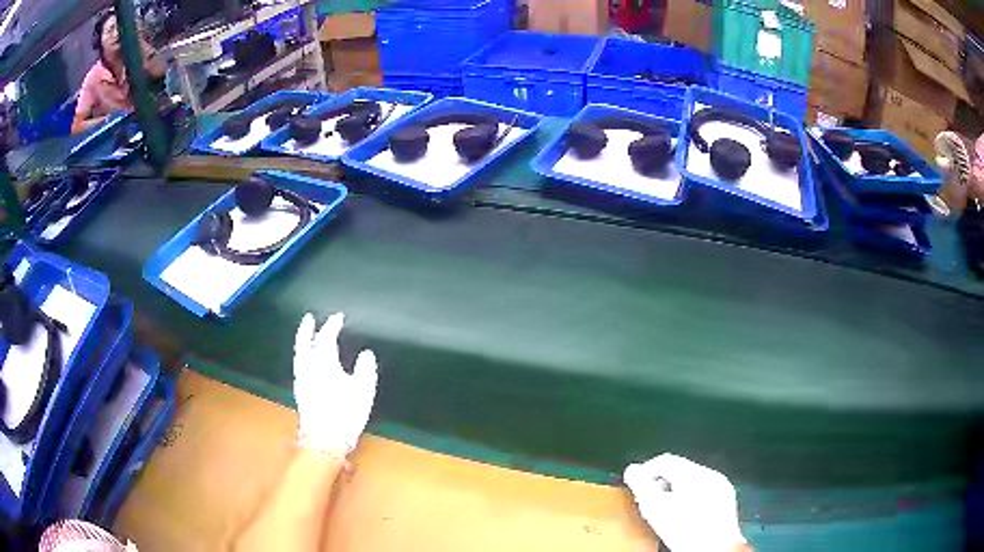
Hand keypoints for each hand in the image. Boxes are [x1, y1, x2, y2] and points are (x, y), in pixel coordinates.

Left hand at [293, 313, 377, 455]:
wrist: (324, 439)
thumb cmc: (346, 413)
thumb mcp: (363, 390)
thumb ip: (365, 368)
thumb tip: (366, 354)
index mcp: (324, 362)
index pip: (326, 337)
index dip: (332, 325)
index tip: (338, 318)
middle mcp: (309, 367)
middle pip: (304, 342)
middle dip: (307, 329)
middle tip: (309, 319)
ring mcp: (301, 379)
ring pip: (299, 354)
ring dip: (302, 341)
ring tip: (307, 337)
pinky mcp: (300, 391)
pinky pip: (299, 364)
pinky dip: (302, 355)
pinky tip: (306, 361)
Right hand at [624, 454, 745, 551]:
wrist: (714, 549)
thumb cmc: (685, 530)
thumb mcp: (655, 508)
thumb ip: (641, 485)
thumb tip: (632, 470)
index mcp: (694, 473)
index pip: (664, 460)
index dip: (645, 471)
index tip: (635, 487)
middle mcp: (710, 474)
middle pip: (678, 470)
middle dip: (660, 484)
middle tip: (647, 502)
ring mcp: (721, 486)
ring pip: (691, 482)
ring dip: (674, 493)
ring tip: (663, 512)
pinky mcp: (725, 500)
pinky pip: (703, 492)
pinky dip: (690, 499)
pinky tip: (683, 516)